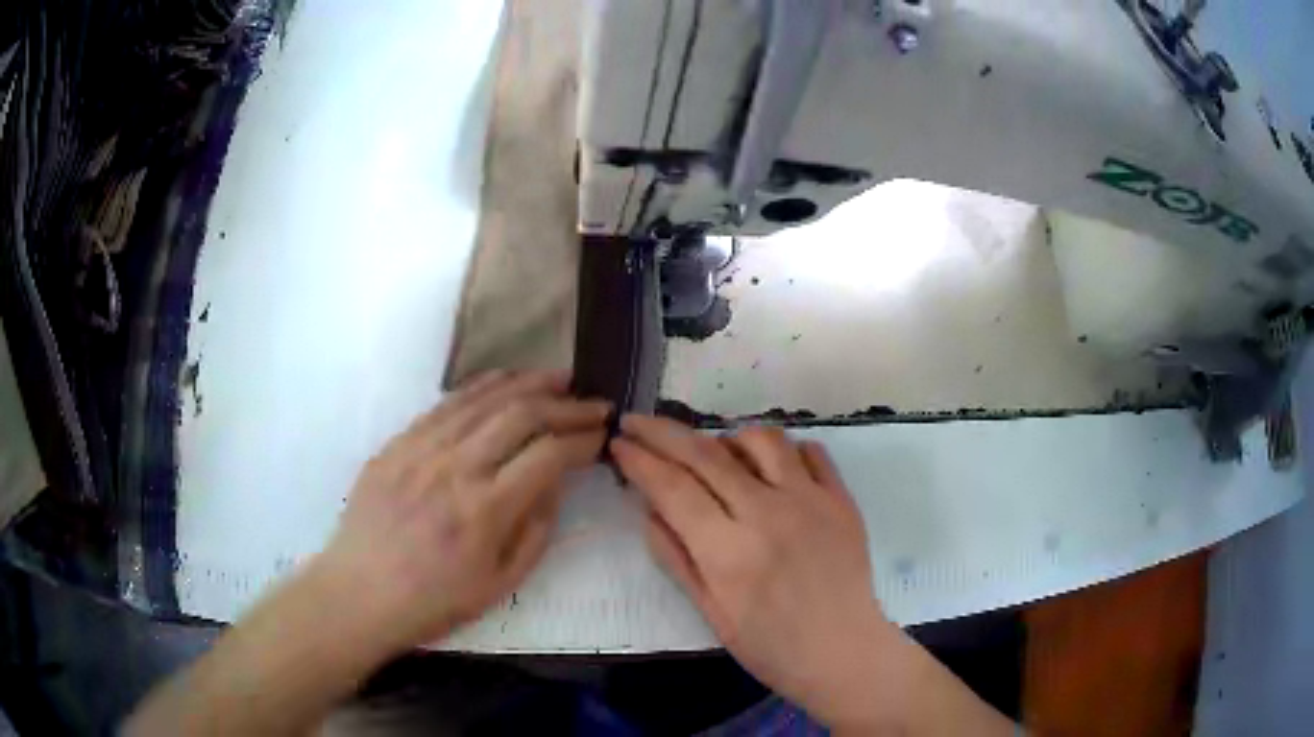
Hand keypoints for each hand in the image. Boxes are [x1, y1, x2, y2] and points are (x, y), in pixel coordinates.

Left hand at [311, 370, 608, 656]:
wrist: (360, 592)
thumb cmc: (433, 600)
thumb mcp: (499, 584)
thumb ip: (535, 531)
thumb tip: (556, 484)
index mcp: (485, 510)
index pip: (548, 455)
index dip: (583, 440)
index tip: (602, 435)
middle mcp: (456, 468)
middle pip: (521, 415)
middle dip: (566, 404)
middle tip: (593, 403)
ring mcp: (422, 449)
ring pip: (483, 399)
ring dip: (527, 383)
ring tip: (559, 377)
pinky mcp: (398, 443)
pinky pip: (445, 404)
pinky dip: (480, 387)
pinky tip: (501, 381)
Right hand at [611, 416, 888, 725]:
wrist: (843, 651)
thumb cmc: (771, 646)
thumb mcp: (711, 614)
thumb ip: (677, 559)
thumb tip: (649, 509)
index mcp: (729, 552)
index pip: (673, 488)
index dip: (640, 460)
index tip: (618, 444)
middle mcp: (768, 514)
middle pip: (706, 454)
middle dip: (662, 432)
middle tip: (636, 421)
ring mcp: (810, 500)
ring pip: (761, 439)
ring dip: (726, 437)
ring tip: (712, 452)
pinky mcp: (841, 498)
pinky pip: (810, 451)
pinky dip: (782, 449)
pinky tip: (769, 466)